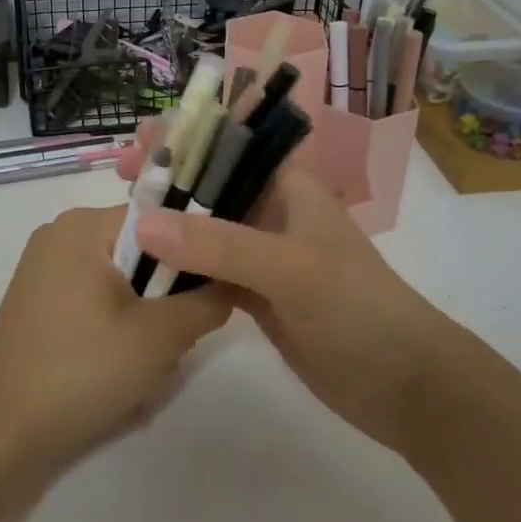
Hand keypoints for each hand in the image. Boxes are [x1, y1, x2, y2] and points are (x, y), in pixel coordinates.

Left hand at [0, 205, 231, 474]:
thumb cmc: (80, 370)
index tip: (213, 290)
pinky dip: (116, 323)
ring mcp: (45, 268)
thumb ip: (207, 301)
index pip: (161, 218)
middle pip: (141, 248)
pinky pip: (96, 297)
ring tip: (148, 357)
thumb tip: (232, 281)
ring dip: (144, 314)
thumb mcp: (160, 337)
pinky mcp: (40, 301)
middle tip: (176, 336)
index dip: (194, 252)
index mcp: (84, 224)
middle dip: (165, 292)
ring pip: (121, 278)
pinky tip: (119, 363)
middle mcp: (62, 233)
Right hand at [119, 128, 448, 455]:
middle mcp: (272, 212)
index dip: (185, 136)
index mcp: (288, 186)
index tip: (139, 139)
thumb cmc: (357, 308)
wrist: (403, 385)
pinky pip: (206, 272)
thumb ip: (219, 244)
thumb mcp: (291, 268)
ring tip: (117, 221)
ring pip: (204, 230)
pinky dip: (178, 269)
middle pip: (209, 185)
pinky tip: (142, 270)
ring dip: (166, 224)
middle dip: (166, 178)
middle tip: (119, 178)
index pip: (229, 145)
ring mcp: (262, 256)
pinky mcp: (255, 295)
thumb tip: (142, 221)